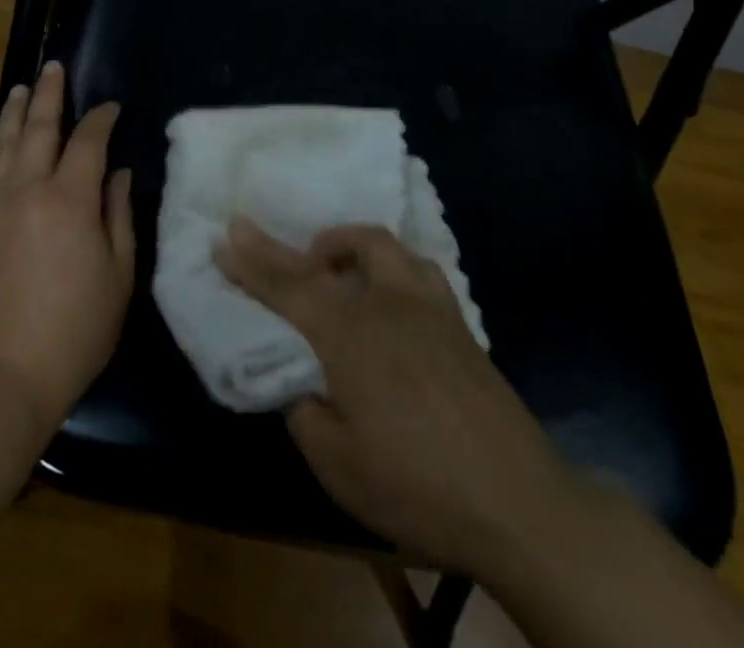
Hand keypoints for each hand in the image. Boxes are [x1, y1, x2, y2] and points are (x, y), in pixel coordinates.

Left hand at [0, 63, 132, 439]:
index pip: (87, 141)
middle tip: (53, 67)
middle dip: (49, 94)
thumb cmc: (74, 331)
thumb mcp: (118, 278)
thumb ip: (118, 216)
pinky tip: (3, 146)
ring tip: (21, 87)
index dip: (101, 118)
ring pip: (4, 144)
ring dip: (15, 112)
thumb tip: (117, 174)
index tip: (111, 107)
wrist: (0, 376)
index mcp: (69, 200)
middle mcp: (27, 190)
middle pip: (39, 127)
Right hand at [216, 219, 576, 573]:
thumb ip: (306, 411)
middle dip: (287, 246)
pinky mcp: (458, 322)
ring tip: (333, 266)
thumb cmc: (418, 487)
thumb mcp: (338, 465)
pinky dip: (390, 265)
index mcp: (348, 334)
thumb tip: (301, 382)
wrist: (520, 505)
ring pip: (381, 245)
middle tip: (259, 238)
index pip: (287, 286)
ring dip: (347, 243)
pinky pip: (416, 268)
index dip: (250, 263)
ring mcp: (427, 306)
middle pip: (327, 256)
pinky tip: (389, 293)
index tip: (223, 237)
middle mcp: (384, 303)